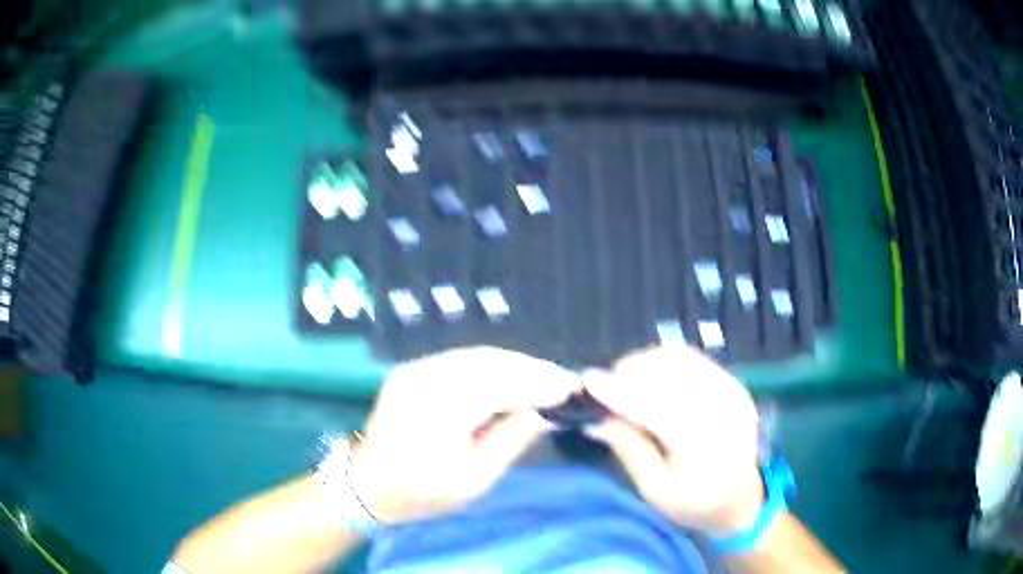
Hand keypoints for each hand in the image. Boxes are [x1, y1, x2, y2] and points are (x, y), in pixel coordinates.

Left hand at [351, 347, 579, 523]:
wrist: (369, 485)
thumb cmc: (422, 493)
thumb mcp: (474, 479)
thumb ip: (510, 440)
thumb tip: (543, 412)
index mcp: (440, 409)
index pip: (501, 385)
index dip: (540, 383)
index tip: (571, 387)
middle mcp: (425, 378)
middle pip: (490, 362)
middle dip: (531, 368)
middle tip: (563, 380)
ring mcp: (415, 369)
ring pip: (476, 356)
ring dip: (514, 364)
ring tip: (544, 376)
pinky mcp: (412, 370)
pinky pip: (460, 360)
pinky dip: (491, 365)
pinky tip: (510, 375)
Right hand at [584, 346, 763, 535]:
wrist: (741, 498)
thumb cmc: (694, 504)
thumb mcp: (655, 492)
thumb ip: (631, 451)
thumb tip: (600, 418)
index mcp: (705, 444)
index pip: (658, 408)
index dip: (621, 392)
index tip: (588, 381)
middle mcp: (723, 409)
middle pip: (671, 373)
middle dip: (631, 373)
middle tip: (607, 390)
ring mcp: (732, 390)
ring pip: (680, 358)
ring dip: (646, 364)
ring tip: (627, 384)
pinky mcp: (733, 382)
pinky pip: (692, 359)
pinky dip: (664, 363)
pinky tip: (652, 380)